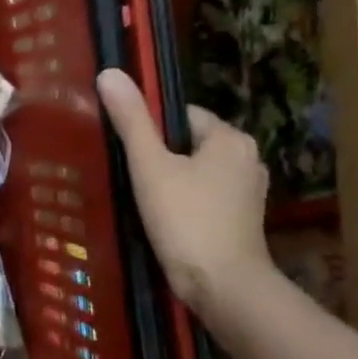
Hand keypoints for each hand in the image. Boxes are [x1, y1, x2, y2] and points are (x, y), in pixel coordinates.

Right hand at [96, 68, 271, 318]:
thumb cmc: (185, 219)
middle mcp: (247, 158)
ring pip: (196, 171)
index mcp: (230, 138)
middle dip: (159, 156)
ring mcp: (248, 191)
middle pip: (188, 143)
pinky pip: (205, 195)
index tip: (125, 152)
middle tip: (128, 177)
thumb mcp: (150, 166)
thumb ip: (131, 120)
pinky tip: (163, 219)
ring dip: (170, 180)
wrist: (223, 286)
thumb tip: (109, 72)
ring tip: (141, 199)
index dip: (148, 130)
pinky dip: (184, 201)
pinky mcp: (243, 218)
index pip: (180, 115)